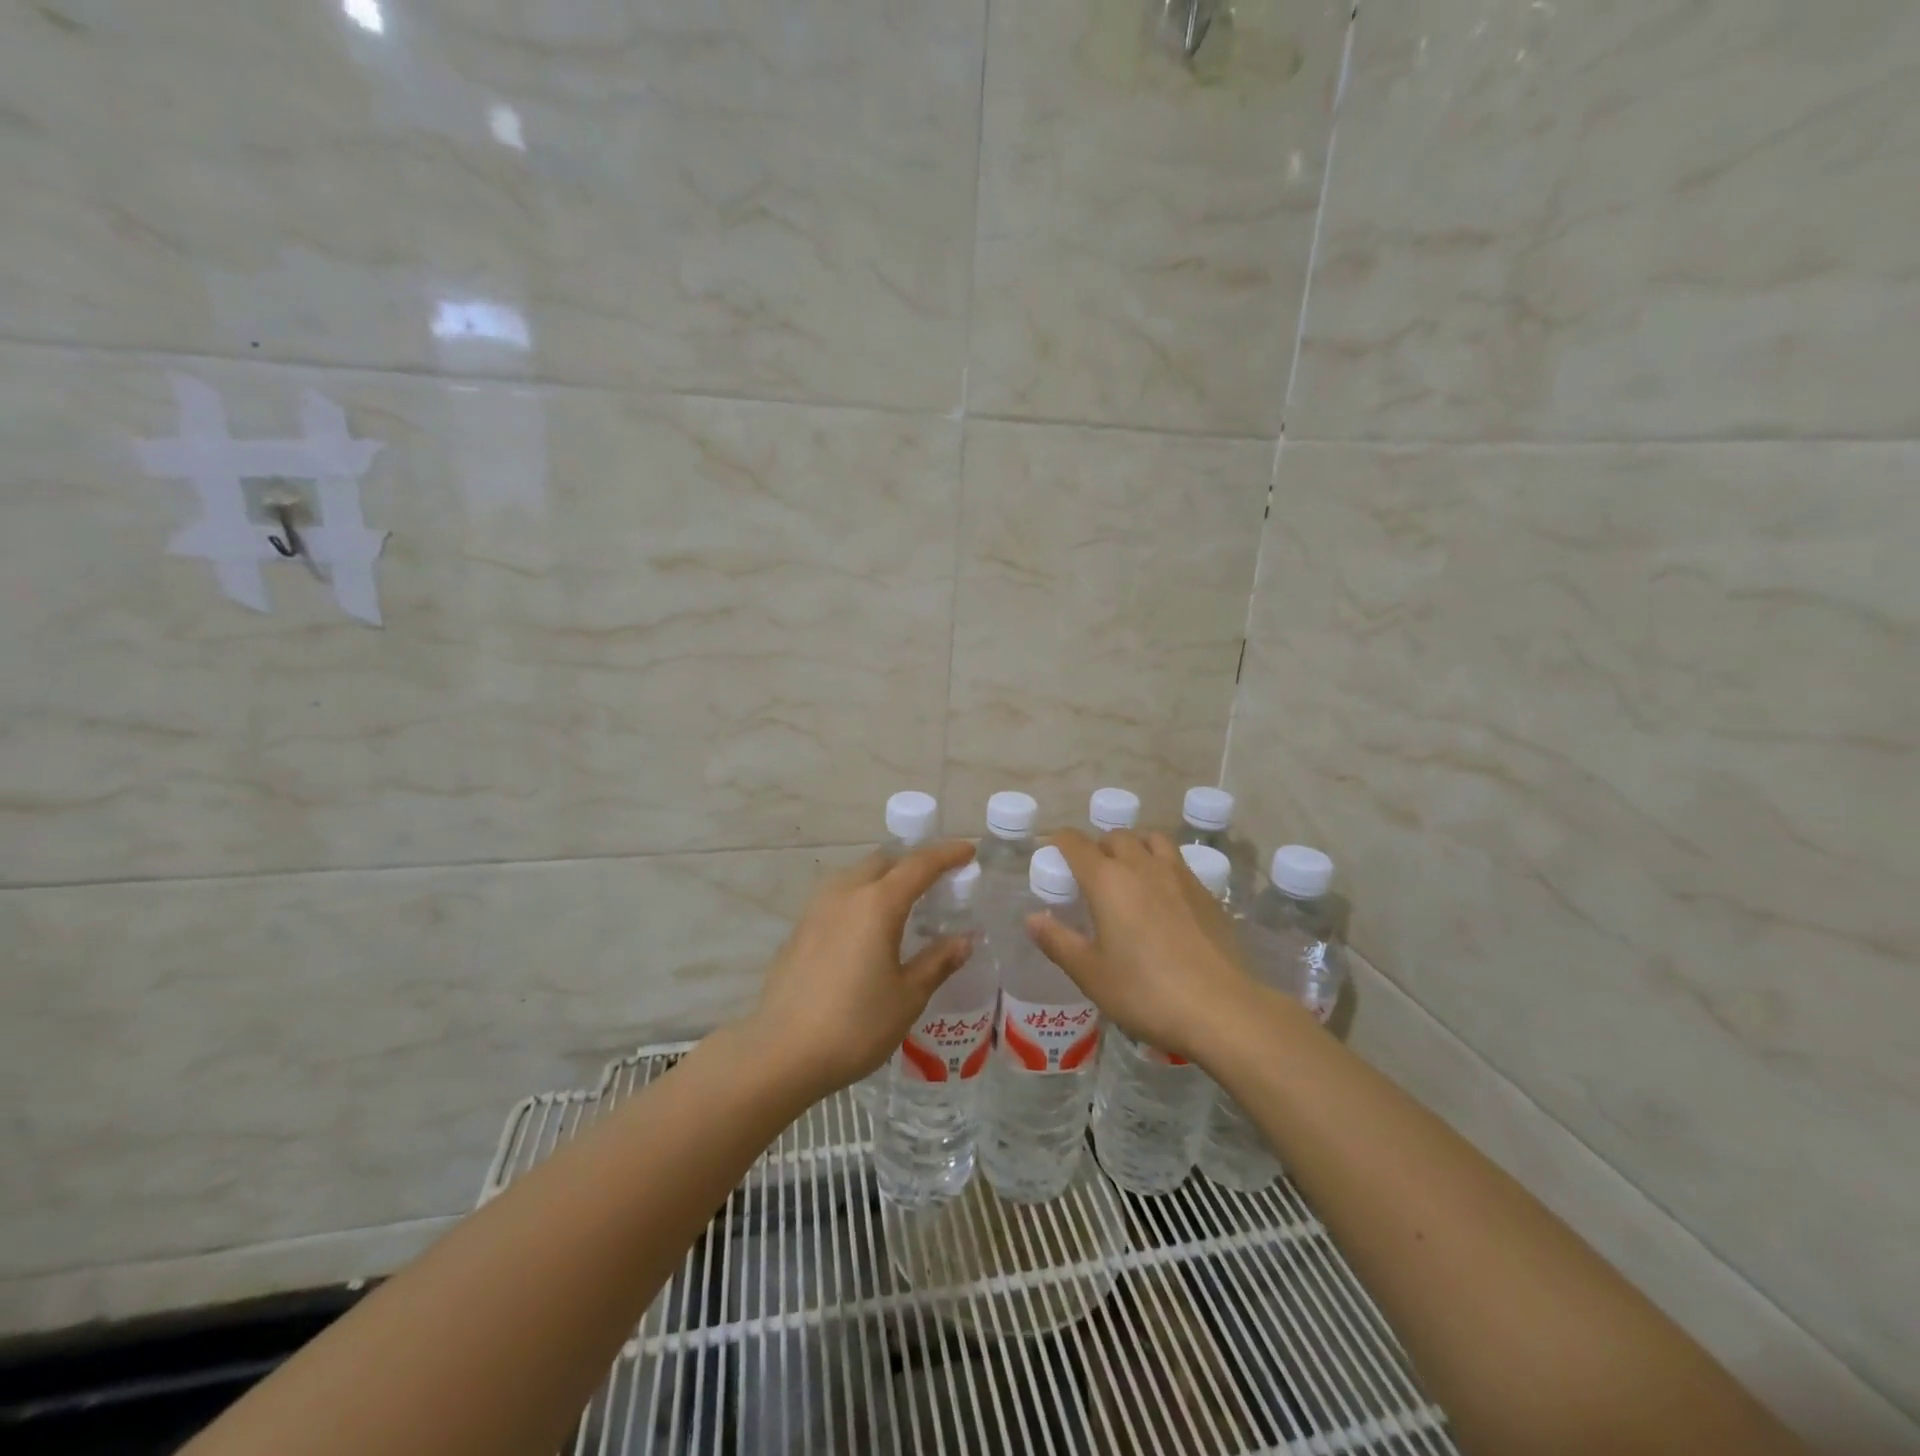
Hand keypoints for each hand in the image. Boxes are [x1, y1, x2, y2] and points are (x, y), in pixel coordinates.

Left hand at [742, 840, 975, 1098]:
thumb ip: (938, 961)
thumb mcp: (908, 996)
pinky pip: (839, 897)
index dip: (947, 854)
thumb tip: (964, 939)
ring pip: (857, 875)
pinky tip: (867, 927)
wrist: (781, 1053)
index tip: (969, 851)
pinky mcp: (800, 929)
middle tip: (939, 879)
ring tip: (904, 901)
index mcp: (877, 904)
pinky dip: (862, 897)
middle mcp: (845, 894)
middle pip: (885, 861)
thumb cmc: (855, 1025)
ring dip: (884, 877)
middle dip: (914, 862)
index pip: (919, 865)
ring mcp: (817, 909)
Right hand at [1026, 829, 1254, 1061]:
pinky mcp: (1206, 892)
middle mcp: (1142, 866)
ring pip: (1152, 839)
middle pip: (1115, 836)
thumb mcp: (1090, 973)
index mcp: (1107, 880)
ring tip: (1128, 872)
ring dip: (1134, 846)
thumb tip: (1032, 918)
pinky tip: (1163, 896)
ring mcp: (1179, 875)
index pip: (1076, 843)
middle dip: (1097, 846)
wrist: (1221, 1008)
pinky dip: (1161, 864)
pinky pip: (1177, 861)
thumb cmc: (1145, 992)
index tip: (1051, 853)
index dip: (1059, 842)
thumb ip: (1058, 942)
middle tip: (1089, 874)